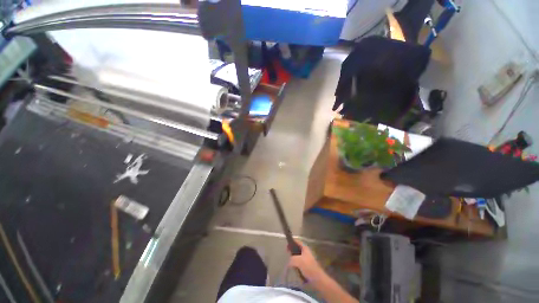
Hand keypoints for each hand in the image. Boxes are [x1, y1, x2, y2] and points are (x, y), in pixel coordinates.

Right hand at [288, 240, 324, 280]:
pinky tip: (294, 269)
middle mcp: (306, 252)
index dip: (292, 242)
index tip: (286, 246)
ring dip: (294, 260)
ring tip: (290, 263)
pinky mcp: (306, 267)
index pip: (297, 242)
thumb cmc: (309, 267)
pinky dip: (296, 266)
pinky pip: (299, 264)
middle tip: (287, 255)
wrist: (317, 279)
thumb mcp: (298, 260)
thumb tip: (289, 261)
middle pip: (297, 249)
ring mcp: (306, 260)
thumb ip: (292, 259)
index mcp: (305, 248)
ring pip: (297, 257)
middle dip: (292, 252)